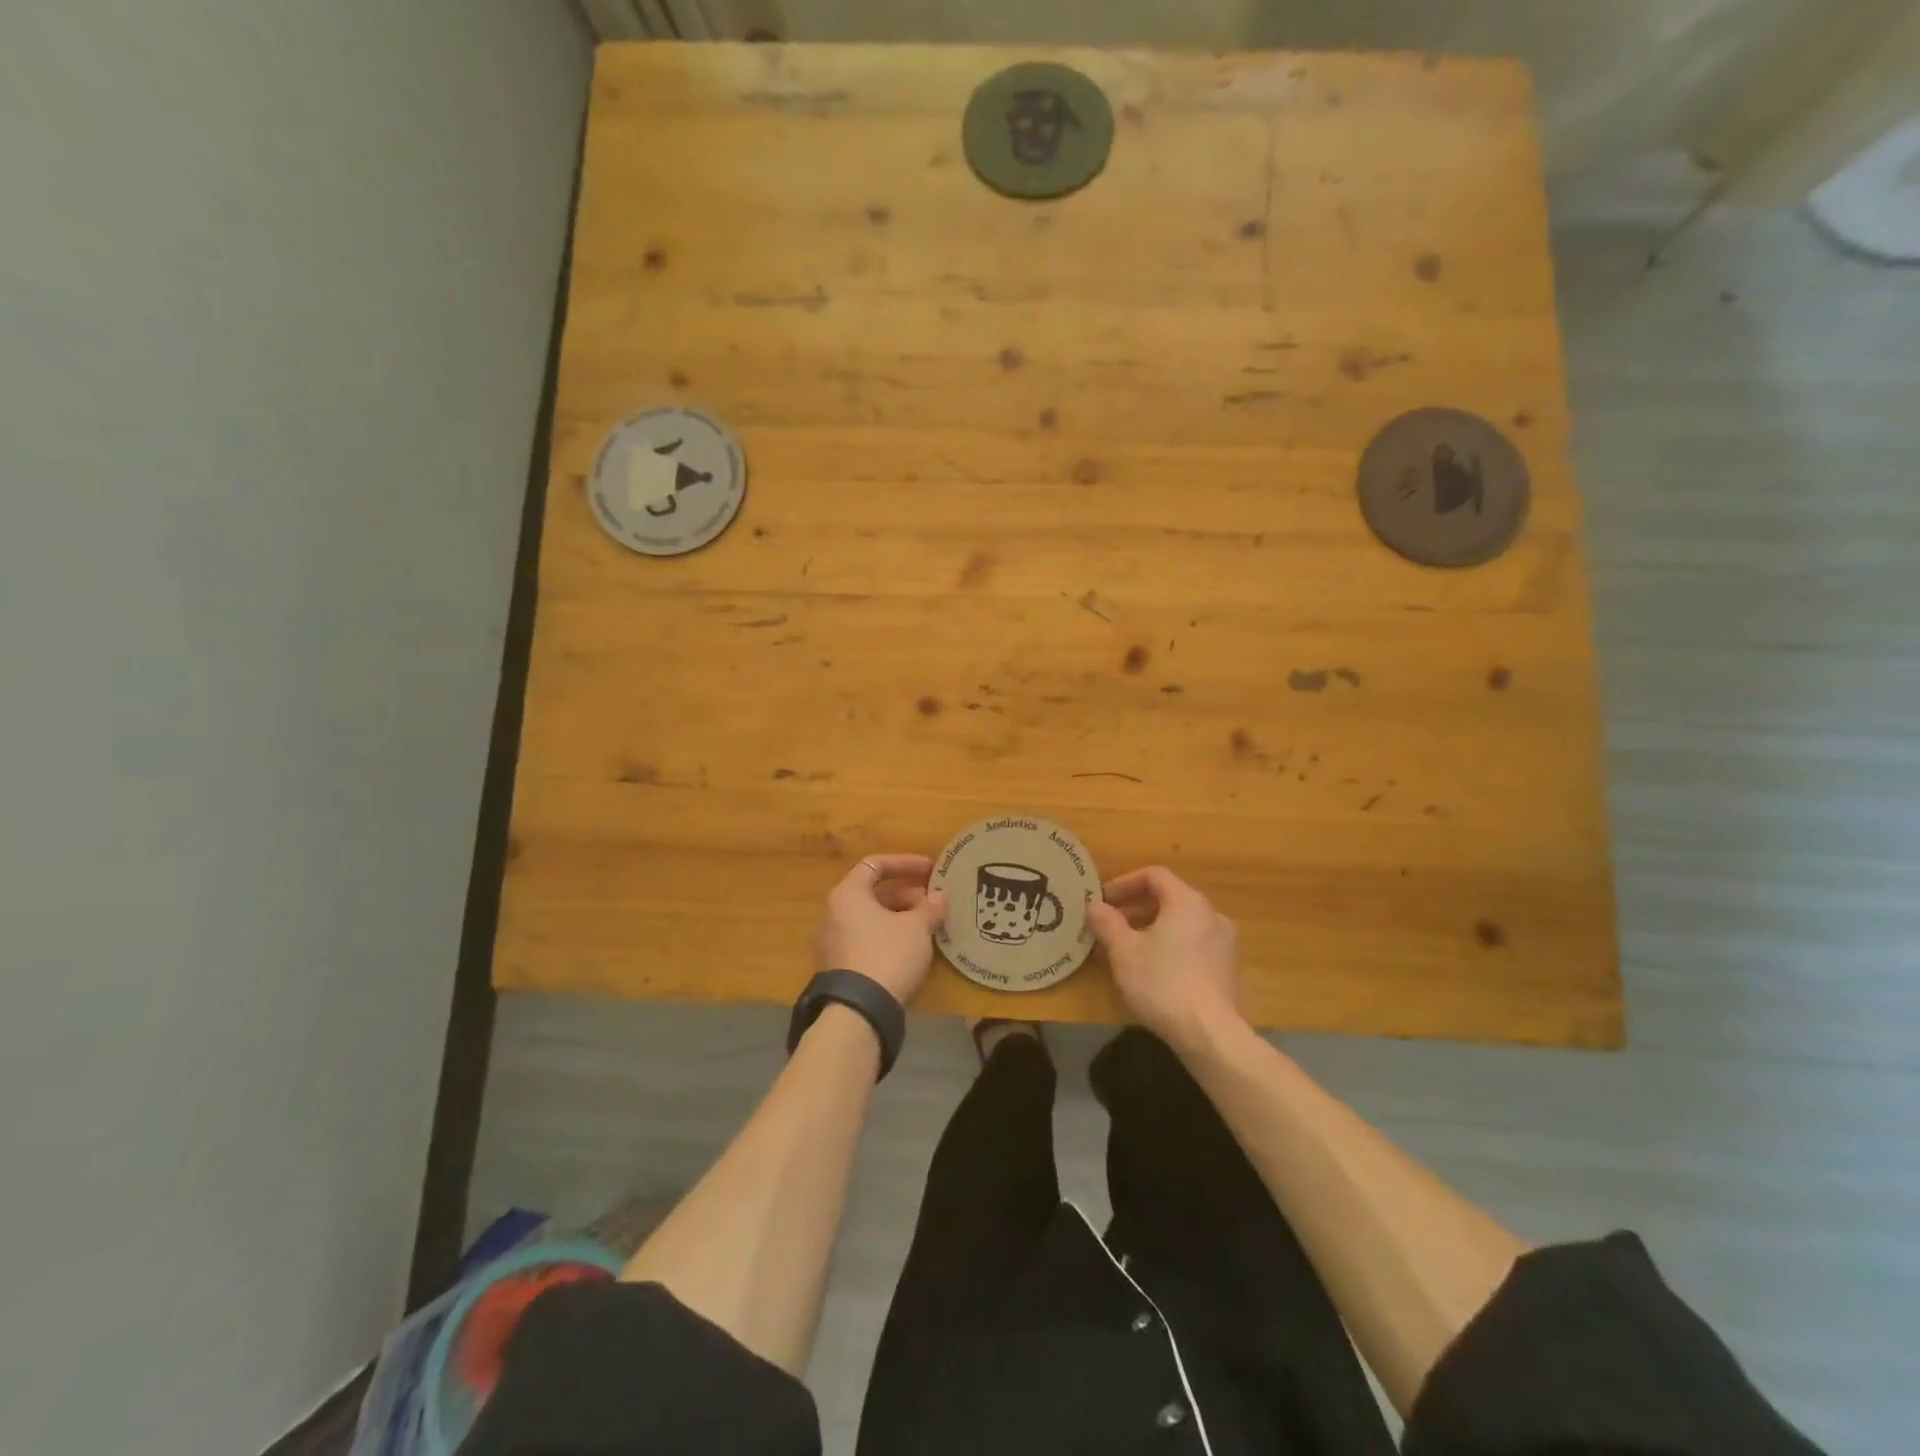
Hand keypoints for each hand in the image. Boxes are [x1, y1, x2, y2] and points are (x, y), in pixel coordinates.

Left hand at [814, 853, 948, 1006]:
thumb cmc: (888, 954)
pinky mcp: (838, 968)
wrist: (859, 1010)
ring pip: (870, 919)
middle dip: (907, 896)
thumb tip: (940, 898)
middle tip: (933, 905)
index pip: (875, 865)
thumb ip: (930, 908)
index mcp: (848, 894)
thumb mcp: (917, 928)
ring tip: (927, 928)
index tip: (931, 869)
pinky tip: (911, 951)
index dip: (905, 863)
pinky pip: (866, 941)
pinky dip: (889, 938)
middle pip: (873, 894)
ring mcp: (832, 942)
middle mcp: (833, 913)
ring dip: (900, 918)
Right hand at [1087, 866, 1240, 1051]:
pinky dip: (1170, 946)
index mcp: (1187, 901)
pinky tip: (1153, 970)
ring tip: (1127, 949)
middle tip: (1110, 925)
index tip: (1103, 901)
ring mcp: (1224, 942)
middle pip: (1169, 898)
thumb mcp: (1124, 951)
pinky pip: (1193, 944)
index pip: (1154, 876)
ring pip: (1181, 923)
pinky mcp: (1228, 969)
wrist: (1210, 1034)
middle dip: (1136, 908)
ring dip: (1151, 928)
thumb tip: (1094, 906)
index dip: (1124, 883)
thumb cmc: (1162, 983)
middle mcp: (1211, 914)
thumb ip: (1107, 923)